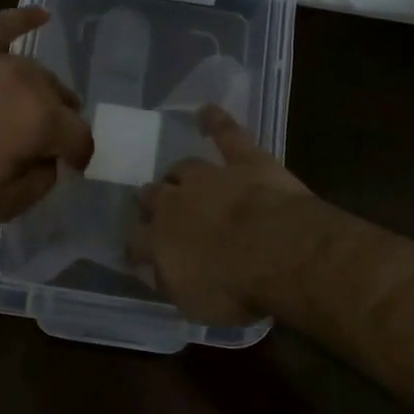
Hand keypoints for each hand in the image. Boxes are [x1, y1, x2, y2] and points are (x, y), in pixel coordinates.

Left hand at [0, 6, 92, 225]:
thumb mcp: (0, 206)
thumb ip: (40, 183)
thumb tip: (50, 163)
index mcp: (42, 121)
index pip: (79, 136)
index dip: (80, 155)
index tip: (73, 168)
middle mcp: (28, 82)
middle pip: (61, 99)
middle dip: (62, 123)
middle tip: (46, 144)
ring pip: (36, 71)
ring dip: (43, 91)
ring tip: (36, 107)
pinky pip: (1, 26)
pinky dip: (23, 19)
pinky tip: (40, 14)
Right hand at [129, 106, 312, 324]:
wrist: (277, 252)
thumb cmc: (234, 288)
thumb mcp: (194, 303)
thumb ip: (173, 283)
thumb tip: (158, 272)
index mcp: (158, 241)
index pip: (136, 242)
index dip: (136, 247)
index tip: (138, 253)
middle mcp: (174, 203)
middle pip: (153, 197)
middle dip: (153, 202)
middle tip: (160, 210)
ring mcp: (209, 177)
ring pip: (183, 168)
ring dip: (179, 174)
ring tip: (179, 176)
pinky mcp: (244, 160)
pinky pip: (226, 134)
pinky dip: (216, 121)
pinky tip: (206, 110)